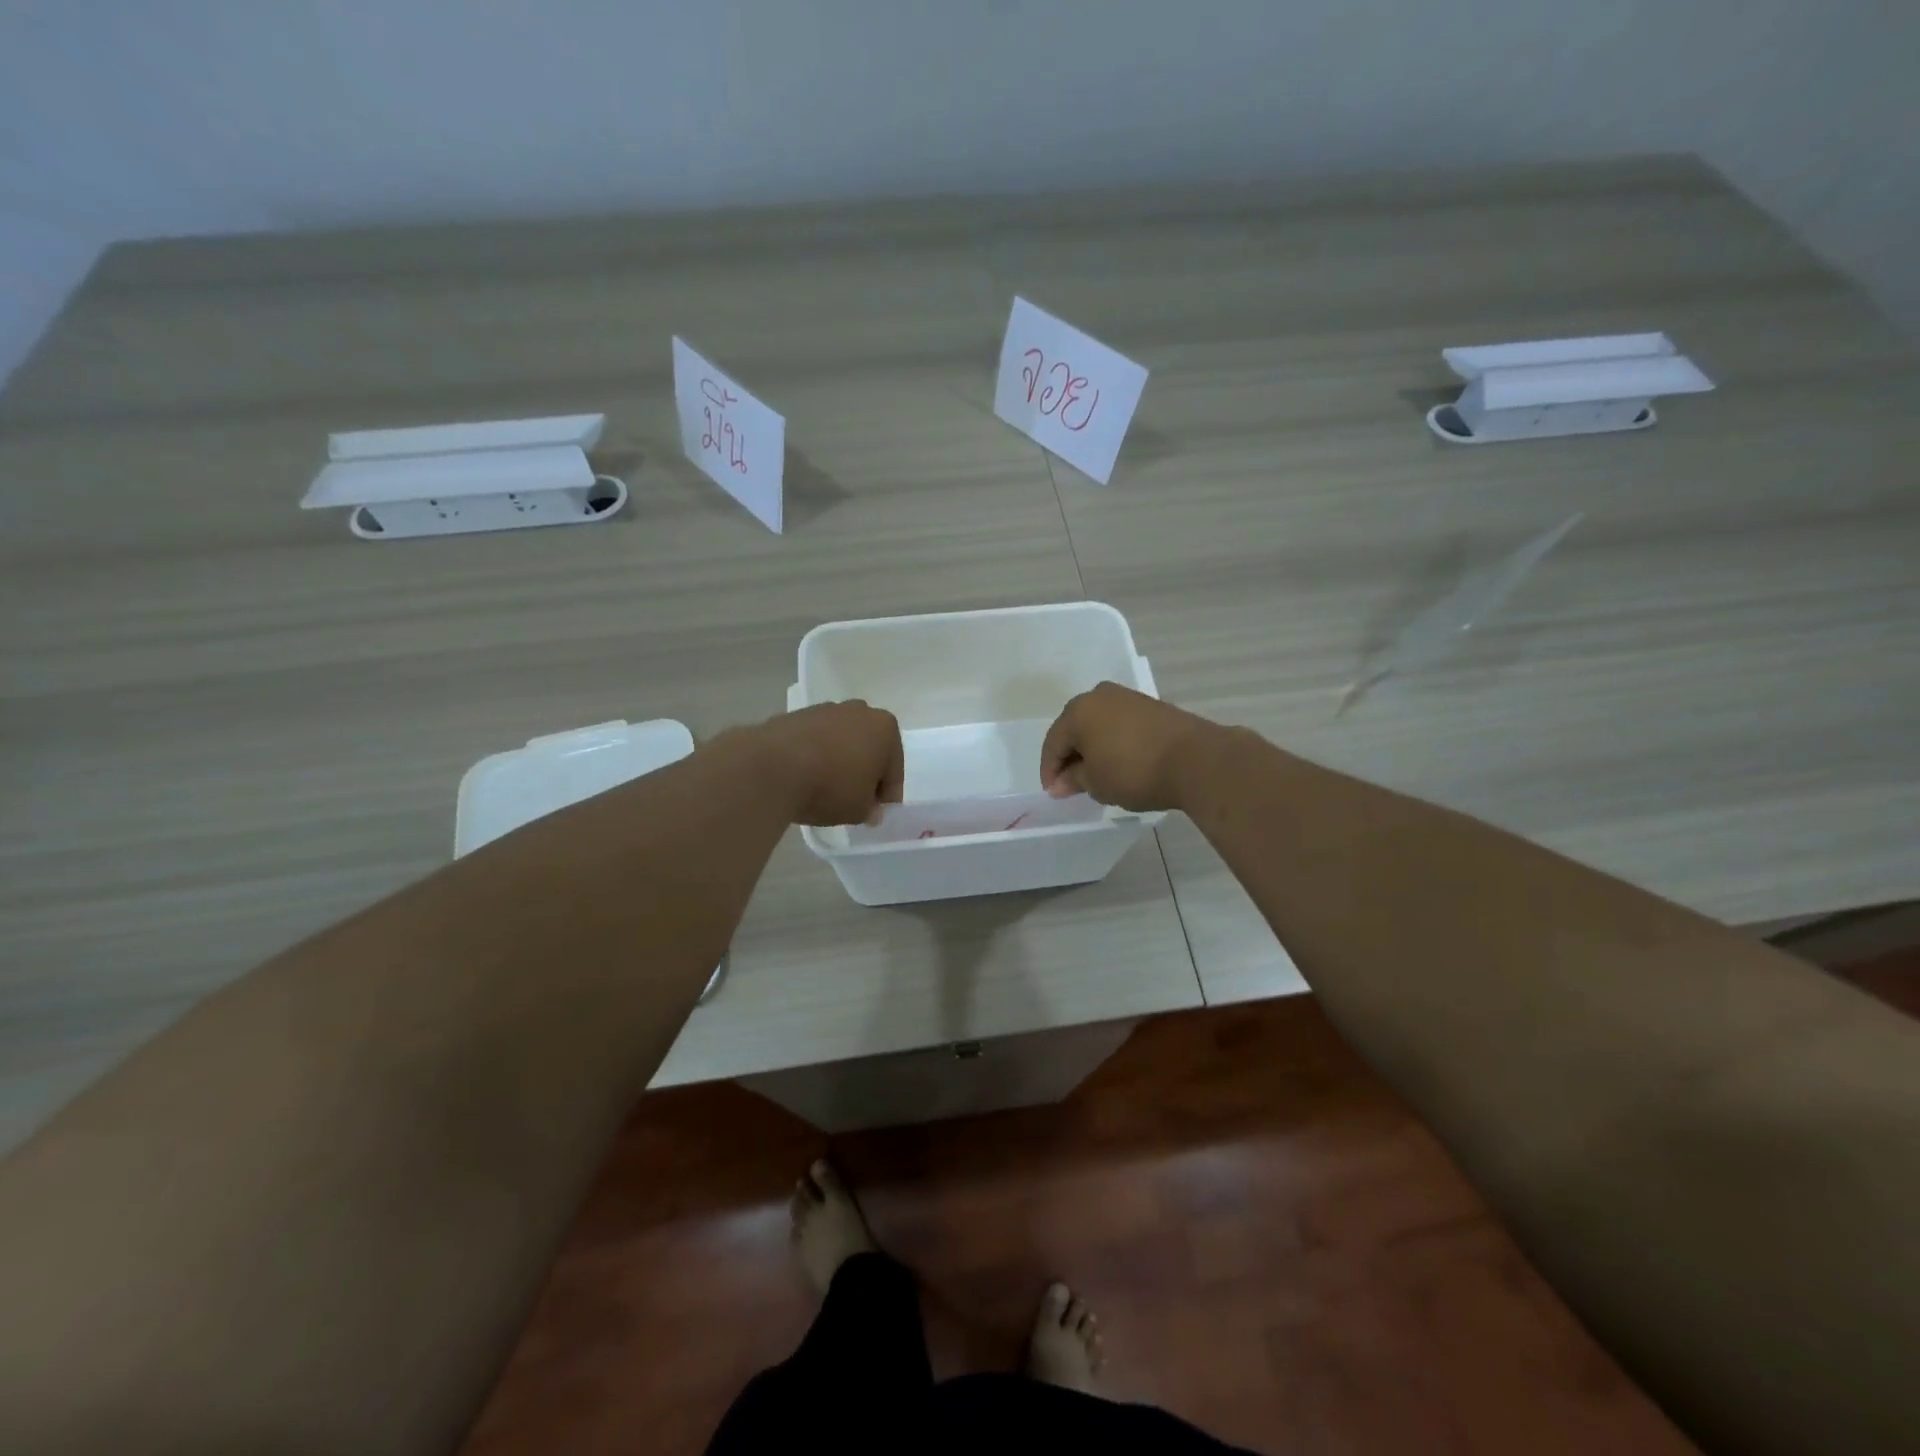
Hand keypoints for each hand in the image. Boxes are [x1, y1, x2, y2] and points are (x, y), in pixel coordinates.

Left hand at [749, 700, 904, 826]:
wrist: (772, 767)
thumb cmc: (829, 787)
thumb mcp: (859, 810)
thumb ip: (870, 809)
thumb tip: (870, 809)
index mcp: (885, 729)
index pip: (894, 769)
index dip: (886, 795)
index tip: (875, 813)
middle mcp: (859, 711)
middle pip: (869, 748)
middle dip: (864, 771)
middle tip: (853, 799)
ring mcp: (826, 709)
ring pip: (841, 741)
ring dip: (839, 761)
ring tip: (825, 789)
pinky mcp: (796, 715)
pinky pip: (815, 740)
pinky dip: (815, 755)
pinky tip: (804, 777)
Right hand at [1040, 682, 1220, 812]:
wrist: (1196, 760)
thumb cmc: (1134, 771)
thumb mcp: (1096, 783)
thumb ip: (1073, 780)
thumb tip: (1060, 783)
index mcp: (1078, 711)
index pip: (1053, 743)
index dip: (1050, 771)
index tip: (1054, 793)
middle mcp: (1099, 696)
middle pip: (1074, 729)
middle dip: (1071, 756)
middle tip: (1072, 784)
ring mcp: (1127, 697)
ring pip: (1098, 725)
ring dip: (1093, 748)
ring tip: (1097, 775)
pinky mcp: (1151, 705)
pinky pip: (1120, 724)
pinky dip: (1114, 742)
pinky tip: (1120, 762)